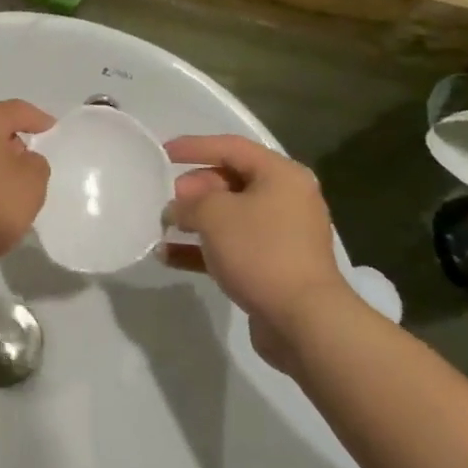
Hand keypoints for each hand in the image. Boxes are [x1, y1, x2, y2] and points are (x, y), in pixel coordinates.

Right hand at [164, 135, 348, 364]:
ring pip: (230, 217)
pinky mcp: (273, 267)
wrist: (303, 320)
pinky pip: (233, 248)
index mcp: (281, 175)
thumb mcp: (214, 215)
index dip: (195, 147)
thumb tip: (177, 208)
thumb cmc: (260, 251)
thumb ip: (188, 203)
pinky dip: (203, 249)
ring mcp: (282, 235)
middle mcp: (287, 199)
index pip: (231, 147)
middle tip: (169, 200)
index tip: (163, 153)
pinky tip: (168, 256)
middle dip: (195, 189)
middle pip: (231, 181)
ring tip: (164, 226)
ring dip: (195, 221)